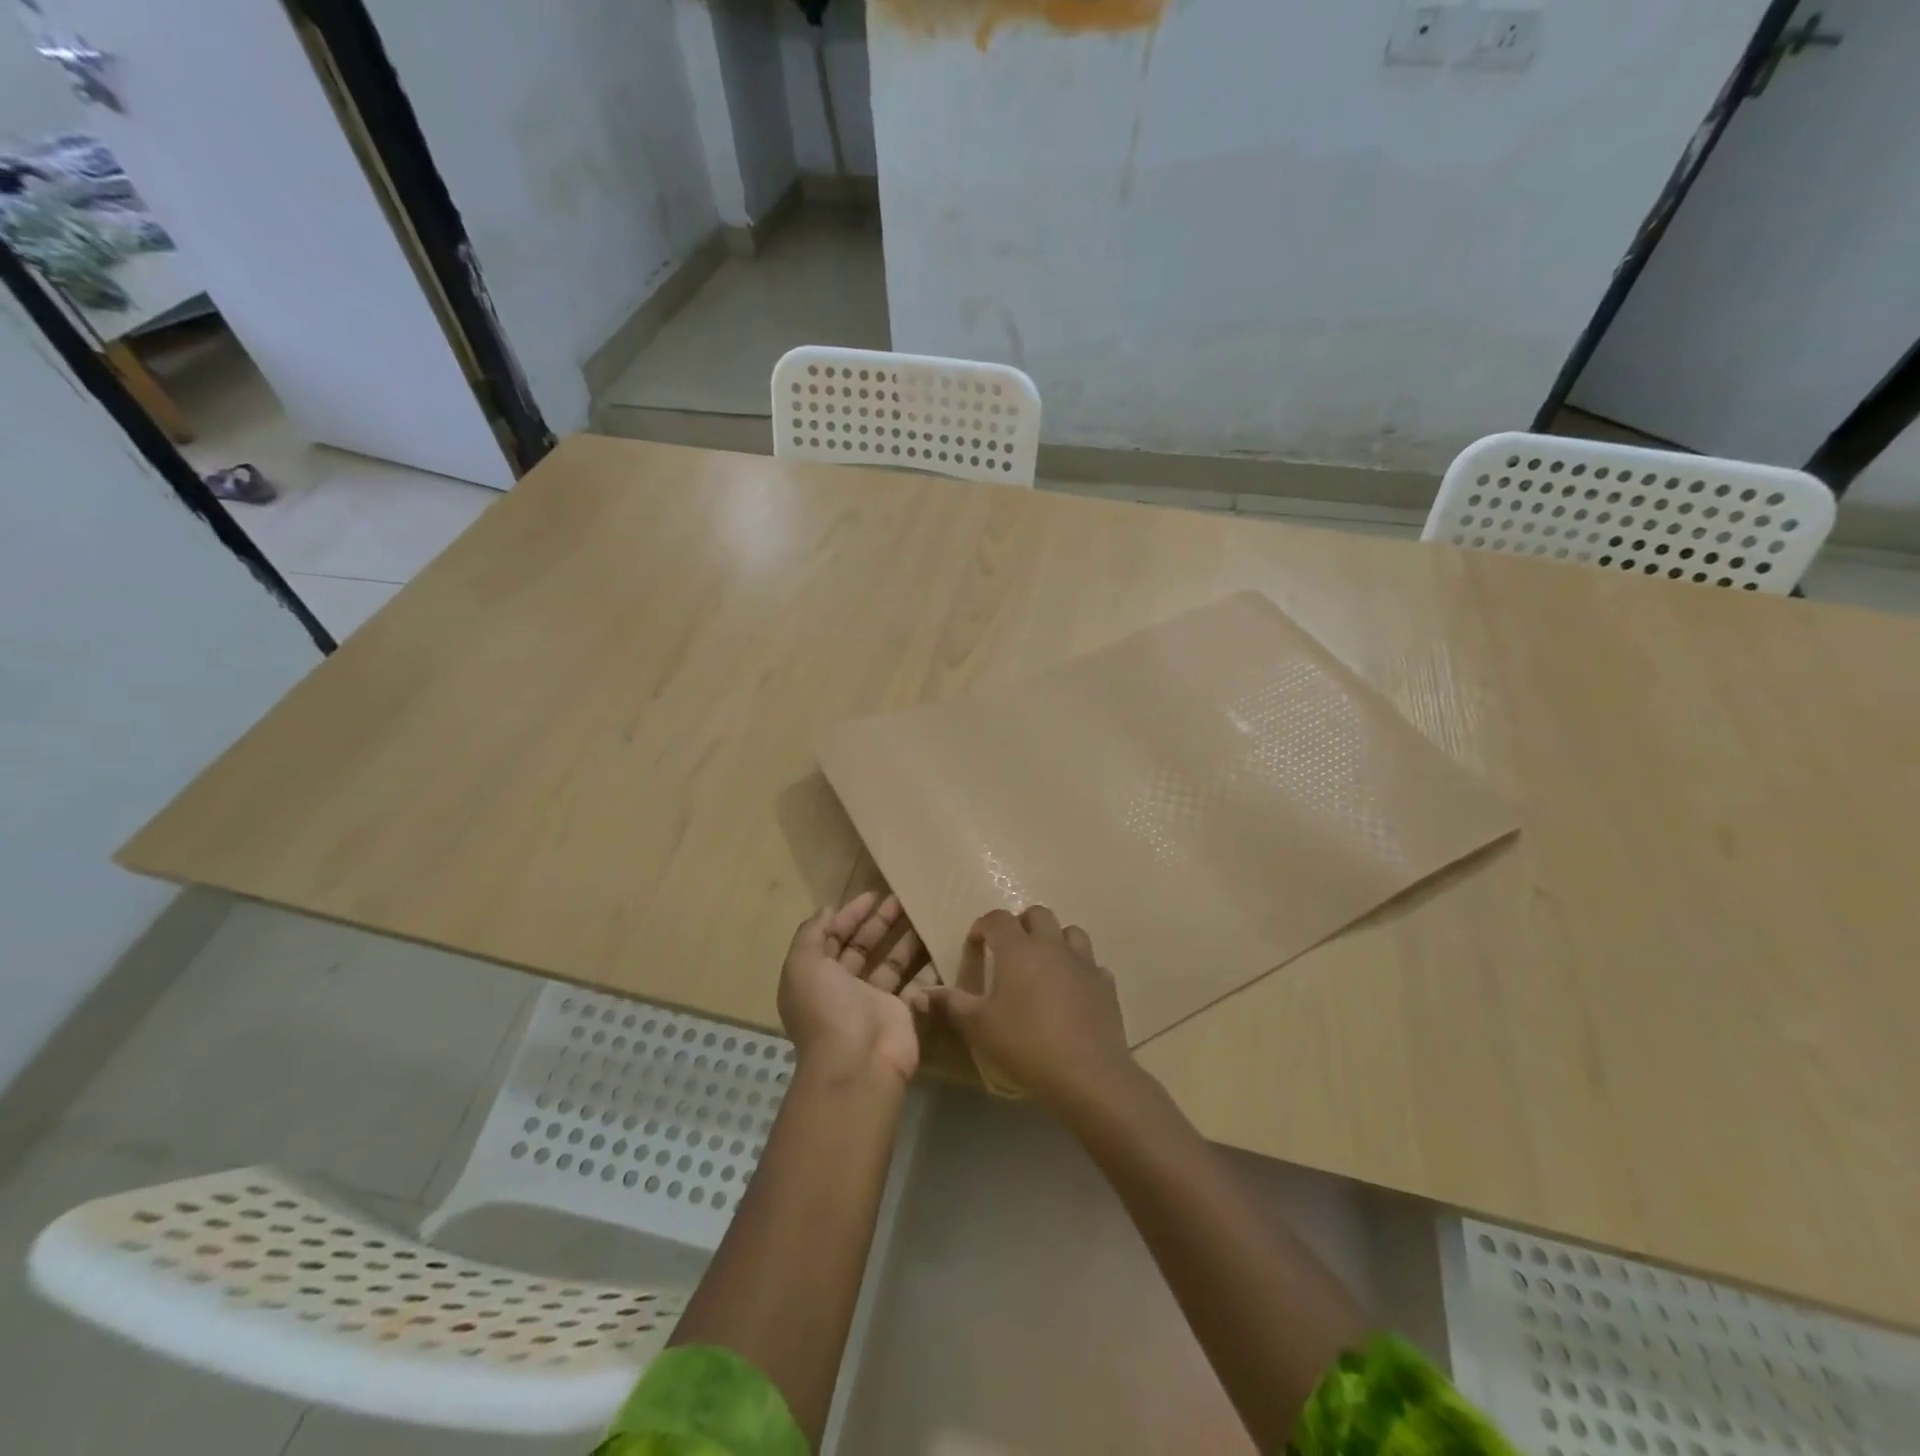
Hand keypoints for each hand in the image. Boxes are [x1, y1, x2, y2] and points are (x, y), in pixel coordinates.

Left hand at [778, 892, 930, 1085]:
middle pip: (863, 948)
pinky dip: (928, 966)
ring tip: (924, 914)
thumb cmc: (827, 1010)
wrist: (857, 1065)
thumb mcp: (802, 966)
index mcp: (817, 978)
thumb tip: (827, 911)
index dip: (848, 916)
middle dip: (879, 922)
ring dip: (905, 939)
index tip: (872, 895)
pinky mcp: (904, 1013)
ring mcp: (875, 1003)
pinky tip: (940, 942)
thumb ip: (811, 935)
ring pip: (892, 963)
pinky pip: (917, 983)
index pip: (832, 939)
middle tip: (901, 898)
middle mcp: (844, 989)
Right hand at [914, 905, 1138, 1110]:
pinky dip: (1079, 970)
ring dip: (1055, 940)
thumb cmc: (1026, 1044)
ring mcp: (1084, 962)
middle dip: (1021, 924)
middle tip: (1009, 949)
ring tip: (1043, 964)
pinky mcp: (1105, 984)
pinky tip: (1072, 991)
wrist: (1088, 1073)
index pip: (997, 919)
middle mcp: (1052, 945)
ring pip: (1070, 932)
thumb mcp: (979, 1027)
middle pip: (1038, 914)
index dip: (983, 925)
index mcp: (1018, 949)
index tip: (975, 944)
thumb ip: (950, 1004)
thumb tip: (918, 993)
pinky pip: (1092, 964)